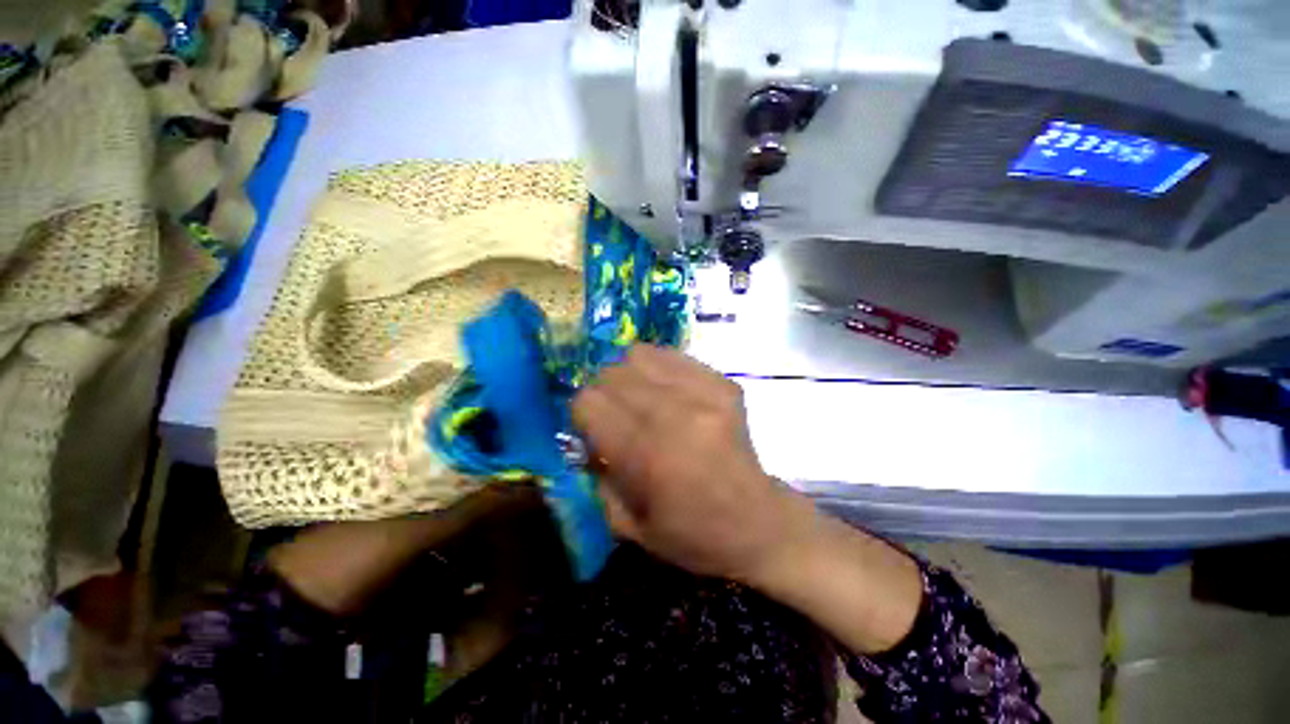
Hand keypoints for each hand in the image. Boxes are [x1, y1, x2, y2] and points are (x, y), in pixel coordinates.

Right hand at [572, 345, 812, 582]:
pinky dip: (657, 369)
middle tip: (614, 416)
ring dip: (628, 376)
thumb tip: (584, 439)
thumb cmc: (693, 535)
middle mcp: (675, 412)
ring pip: (639, 355)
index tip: (592, 432)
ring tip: (638, 399)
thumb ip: (596, 477)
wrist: (759, 522)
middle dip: (602, 394)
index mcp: (648, 454)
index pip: (589, 402)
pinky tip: (666, 391)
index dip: (582, 416)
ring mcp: (704, 392)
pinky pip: (672, 356)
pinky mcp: (722, 382)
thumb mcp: (629, 526)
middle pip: (611, 374)